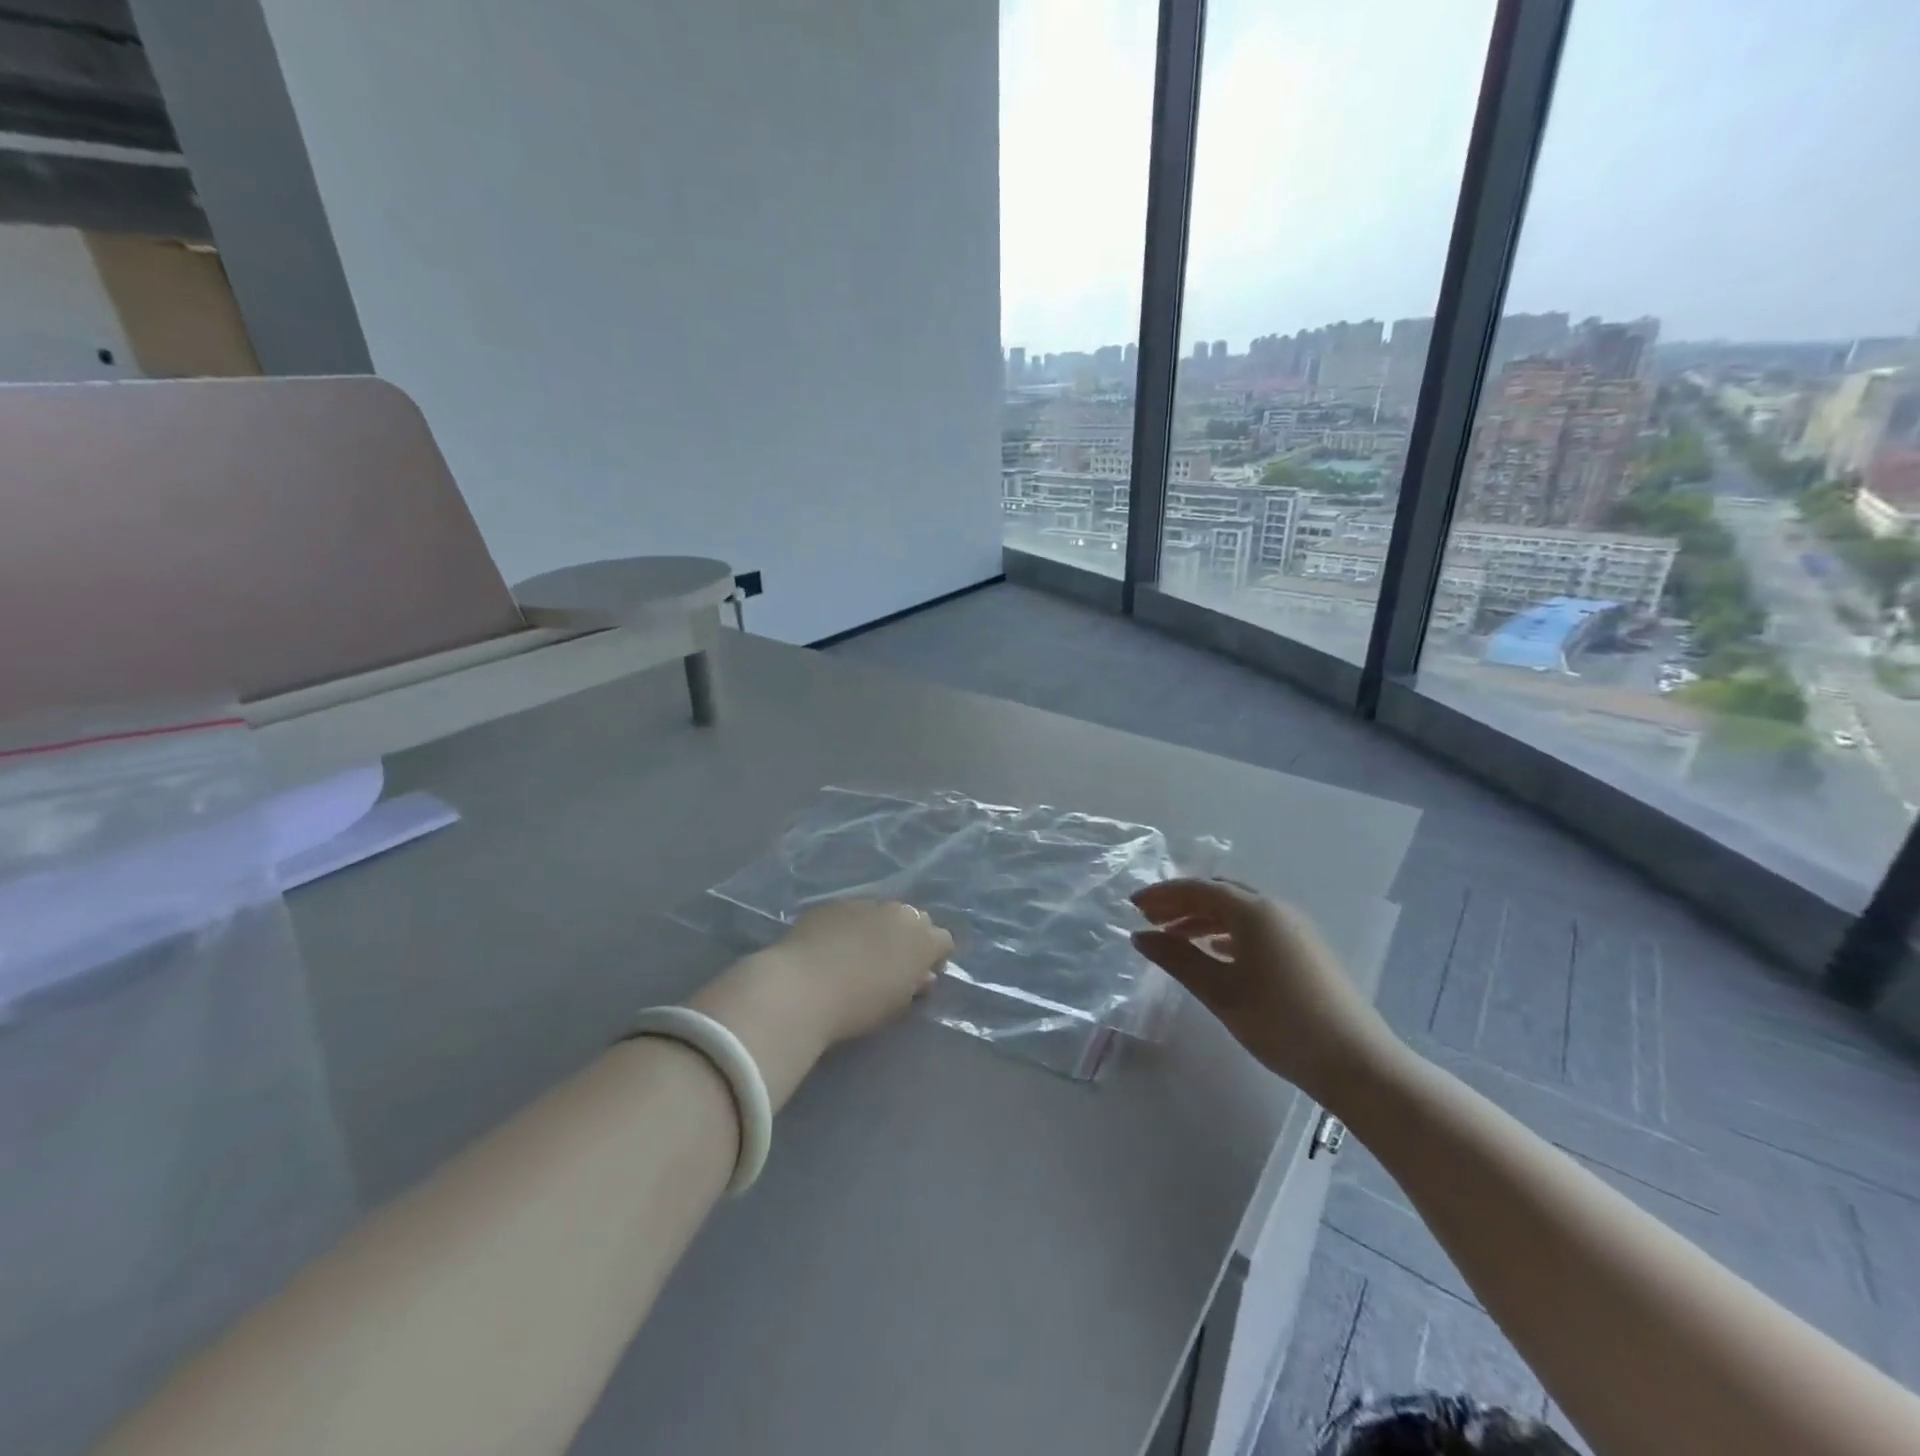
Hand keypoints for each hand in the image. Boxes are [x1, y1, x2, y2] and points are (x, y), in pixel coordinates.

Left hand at [758, 899, 954, 1044]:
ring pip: (883, 913)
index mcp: (921, 938)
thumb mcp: (896, 1006)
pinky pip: (852, 913)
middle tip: (892, 964)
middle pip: (915, 920)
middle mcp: (898, 912)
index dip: (934, 958)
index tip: (920, 977)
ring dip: (880, 929)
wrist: (801, 987)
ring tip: (859, 954)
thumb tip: (921, 976)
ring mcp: (864, 903)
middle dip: (910, 938)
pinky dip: (850, 926)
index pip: (943, 940)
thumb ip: (914, 986)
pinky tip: (833, 947)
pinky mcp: (833, 904)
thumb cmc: (858, 1006)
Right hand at [1131, 878, 1399, 1103]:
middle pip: (1219, 894)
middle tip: (1149, 919)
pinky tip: (1214, 952)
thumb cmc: (1280, 1022)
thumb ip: (1177, 959)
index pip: (1199, 889)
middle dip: (1182, 903)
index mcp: (1254, 911)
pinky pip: (1256, 928)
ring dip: (1203, 918)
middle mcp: (1276, 909)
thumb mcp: (1220, 991)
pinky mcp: (1305, 951)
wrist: (1357, 1063)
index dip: (1163, 894)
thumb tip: (1140, 936)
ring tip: (1174, 938)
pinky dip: (1227, 933)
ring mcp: (1295, 930)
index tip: (1133, 905)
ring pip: (1239, 912)